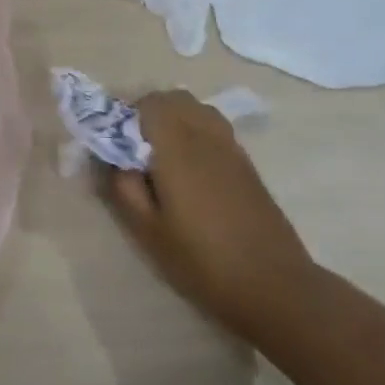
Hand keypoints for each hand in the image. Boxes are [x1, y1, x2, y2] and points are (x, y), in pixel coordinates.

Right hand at [100, 90, 315, 337]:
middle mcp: (206, 137)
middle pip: (174, 98)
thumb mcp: (147, 231)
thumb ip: (122, 186)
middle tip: (132, 147)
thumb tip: (110, 157)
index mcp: (178, 148)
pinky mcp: (246, 164)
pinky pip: (214, 127)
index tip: (113, 142)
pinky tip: (188, 170)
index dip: (125, 114)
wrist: (274, 286)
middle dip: (147, 112)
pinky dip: (194, 132)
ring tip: (159, 155)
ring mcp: (231, 148)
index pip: (148, 103)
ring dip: (173, 119)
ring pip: (197, 109)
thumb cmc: (201, 261)